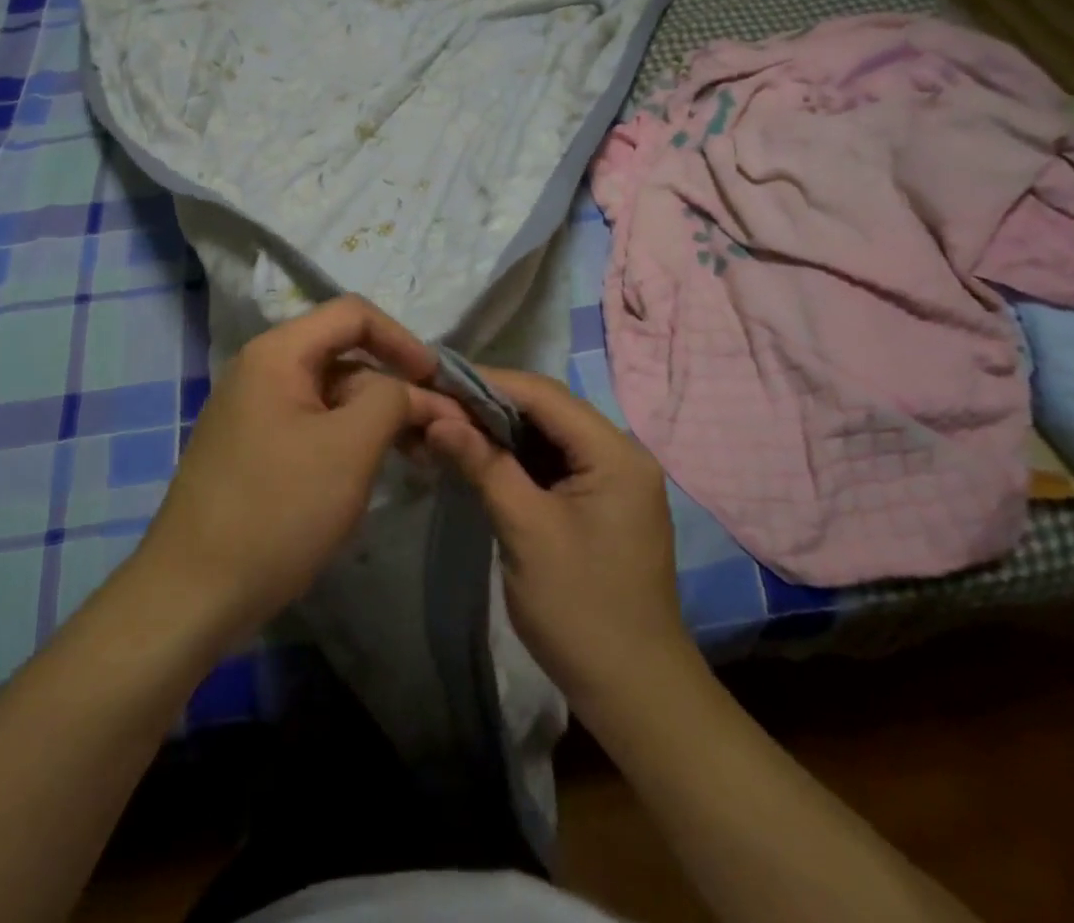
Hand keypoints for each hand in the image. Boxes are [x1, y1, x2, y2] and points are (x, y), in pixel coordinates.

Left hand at [134, 296, 468, 647]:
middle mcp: (263, 369)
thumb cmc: (277, 509)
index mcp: (278, 353)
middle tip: (439, 431)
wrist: (192, 593)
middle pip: (345, 354)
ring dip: (378, 417)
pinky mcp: (256, 447)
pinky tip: (376, 470)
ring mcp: (256, 410)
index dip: (403, 339)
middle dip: (395, 387)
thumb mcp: (349, 447)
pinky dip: (351, 439)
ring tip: (420, 456)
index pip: (353, 314)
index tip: (439, 381)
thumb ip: (392, 400)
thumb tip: (414, 390)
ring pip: (333, 394)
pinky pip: (314, 424)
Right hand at [426, 368, 691, 709]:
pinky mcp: (601, 502)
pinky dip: (517, 457)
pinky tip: (481, 458)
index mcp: (615, 452)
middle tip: (437, 405)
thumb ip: (484, 464)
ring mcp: (614, 479)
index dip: (489, 381)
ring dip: (501, 430)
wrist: (635, 693)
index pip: (544, 395)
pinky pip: (554, 463)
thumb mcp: (525, 530)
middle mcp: (621, 453)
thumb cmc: (581, 610)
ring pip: (549, 435)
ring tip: (450, 426)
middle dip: (491, 404)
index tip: (438, 379)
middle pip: (548, 410)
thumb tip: (438, 417)